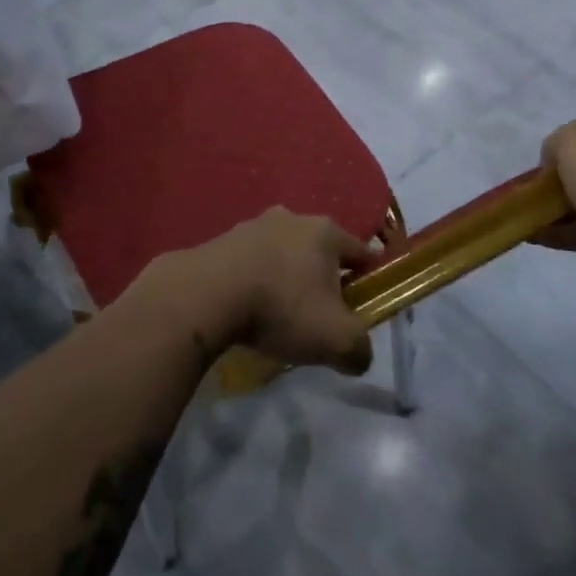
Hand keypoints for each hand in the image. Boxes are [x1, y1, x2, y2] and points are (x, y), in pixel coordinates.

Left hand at [171, 208, 375, 374]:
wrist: (207, 294)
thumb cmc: (282, 308)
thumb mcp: (336, 340)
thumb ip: (359, 350)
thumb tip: (358, 356)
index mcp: (325, 231)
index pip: (360, 251)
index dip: (368, 278)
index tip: (366, 303)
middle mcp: (291, 218)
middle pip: (319, 251)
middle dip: (323, 279)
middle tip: (321, 314)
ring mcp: (252, 226)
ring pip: (282, 254)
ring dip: (285, 279)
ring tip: (280, 315)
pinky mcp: (221, 241)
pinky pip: (250, 263)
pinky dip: (255, 282)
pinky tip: (248, 309)